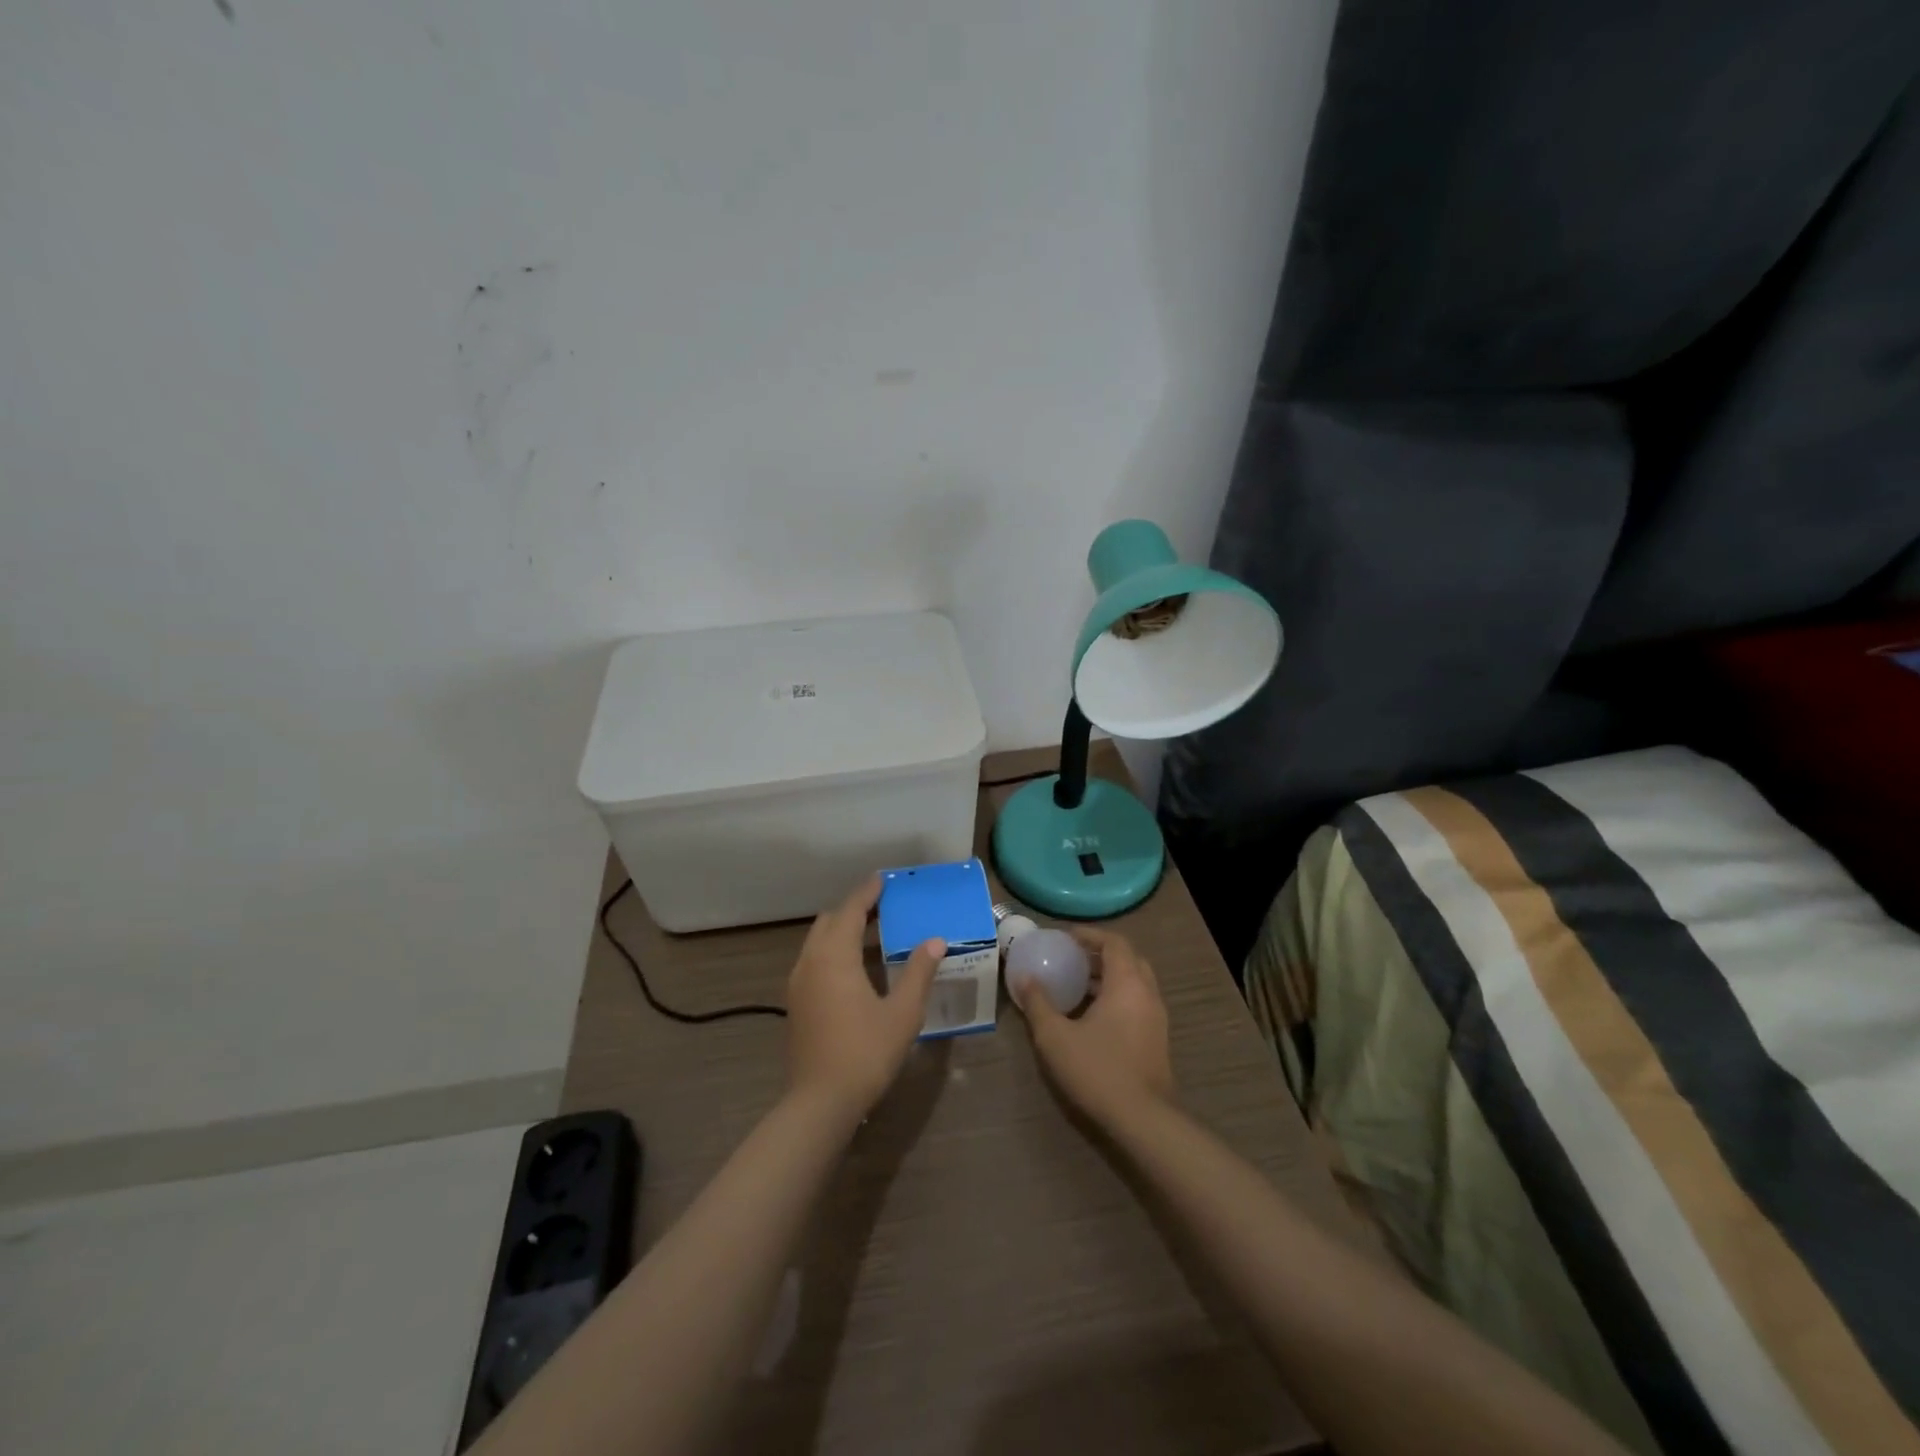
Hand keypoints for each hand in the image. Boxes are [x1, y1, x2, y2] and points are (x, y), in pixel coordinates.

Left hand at [785, 877, 943, 1122]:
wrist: (819, 1103)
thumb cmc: (865, 1053)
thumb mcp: (902, 1013)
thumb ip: (919, 972)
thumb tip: (935, 941)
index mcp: (834, 957)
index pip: (850, 911)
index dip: (867, 893)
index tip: (883, 880)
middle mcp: (810, 962)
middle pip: (829, 922)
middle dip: (853, 910)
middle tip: (883, 908)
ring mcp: (798, 984)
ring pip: (817, 942)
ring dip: (841, 931)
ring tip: (872, 934)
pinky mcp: (795, 1004)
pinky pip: (813, 961)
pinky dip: (832, 951)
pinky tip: (854, 969)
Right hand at [1012, 926, 1172, 1127]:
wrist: (1143, 1120)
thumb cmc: (1097, 1069)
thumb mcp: (1055, 1036)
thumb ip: (1037, 1003)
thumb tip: (1022, 977)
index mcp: (1127, 983)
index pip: (1114, 941)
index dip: (1089, 934)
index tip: (1065, 938)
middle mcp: (1147, 993)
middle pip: (1127, 958)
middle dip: (1099, 954)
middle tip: (1071, 959)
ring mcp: (1157, 1017)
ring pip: (1134, 982)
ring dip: (1108, 977)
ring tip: (1077, 986)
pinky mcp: (1157, 1039)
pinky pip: (1137, 1003)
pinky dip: (1117, 997)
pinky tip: (1092, 1016)